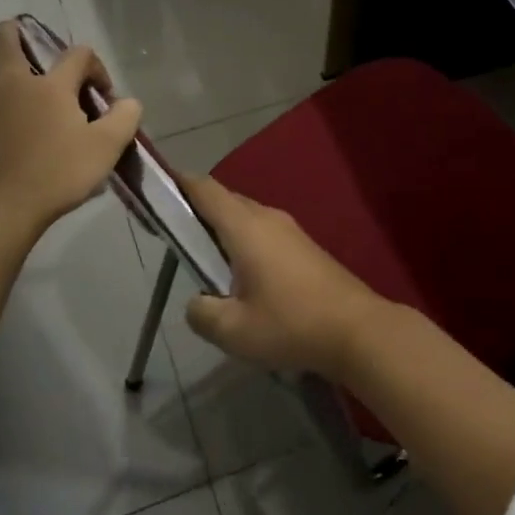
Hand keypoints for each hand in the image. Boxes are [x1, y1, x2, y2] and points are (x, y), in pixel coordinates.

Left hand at [0, 20, 142, 240]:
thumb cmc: (56, 175)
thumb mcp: (106, 149)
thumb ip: (124, 119)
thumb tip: (129, 102)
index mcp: (50, 86)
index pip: (77, 54)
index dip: (94, 66)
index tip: (101, 94)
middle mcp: (11, 85)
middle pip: (6, 40)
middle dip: (16, 33)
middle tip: (25, 39)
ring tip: (5, 77)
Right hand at [181, 173, 395, 380]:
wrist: (358, 331)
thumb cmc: (291, 325)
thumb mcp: (233, 330)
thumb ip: (202, 312)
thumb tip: (197, 302)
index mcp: (245, 227)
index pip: (205, 190)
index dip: (178, 183)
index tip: (156, 188)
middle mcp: (268, 218)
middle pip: (225, 201)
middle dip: (197, 210)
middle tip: (173, 234)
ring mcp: (291, 231)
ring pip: (246, 217)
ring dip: (223, 229)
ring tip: (204, 259)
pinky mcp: (305, 248)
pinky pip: (264, 233)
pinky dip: (244, 242)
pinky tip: (241, 275)